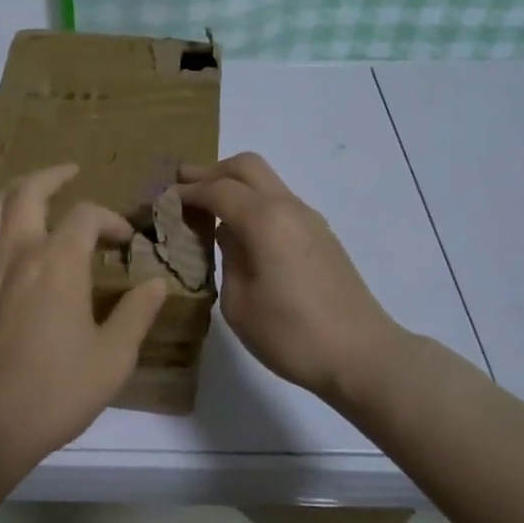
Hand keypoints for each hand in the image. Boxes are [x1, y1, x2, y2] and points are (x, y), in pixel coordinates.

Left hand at [0, 164, 167, 471]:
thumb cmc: (54, 390)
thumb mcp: (112, 357)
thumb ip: (136, 314)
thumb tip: (156, 283)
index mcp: (58, 261)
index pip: (86, 216)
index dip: (110, 220)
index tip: (125, 242)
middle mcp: (18, 252)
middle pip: (28, 192)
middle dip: (52, 176)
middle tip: (70, 172)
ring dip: (17, 191)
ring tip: (34, 192)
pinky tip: (8, 241)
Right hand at [177, 153, 401, 401]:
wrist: (361, 355)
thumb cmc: (291, 334)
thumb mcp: (239, 303)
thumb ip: (227, 258)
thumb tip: (225, 234)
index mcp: (264, 219)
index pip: (217, 189)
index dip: (186, 192)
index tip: (162, 201)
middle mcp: (288, 208)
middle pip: (246, 167)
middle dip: (211, 172)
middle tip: (182, 186)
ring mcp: (310, 220)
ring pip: (267, 182)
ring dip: (235, 186)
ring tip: (207, 208)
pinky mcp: (322, 237)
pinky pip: (280, 203)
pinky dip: (254, 203)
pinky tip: (240, 231)